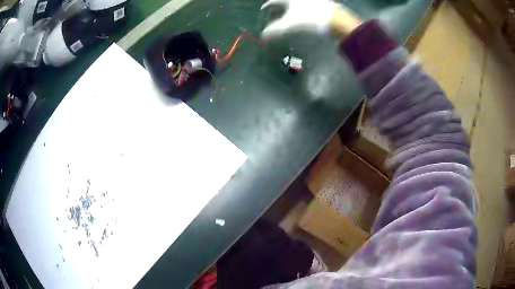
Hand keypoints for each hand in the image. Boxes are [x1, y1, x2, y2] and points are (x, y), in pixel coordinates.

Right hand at [260, 0, 361, 39]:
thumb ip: (272, 32)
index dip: (267, 6)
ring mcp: (314, 0)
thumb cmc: (309, 21)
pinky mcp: (324, 4)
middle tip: (277, 14)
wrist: (337, 20)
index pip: (273, 1)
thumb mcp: (287, 27)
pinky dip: (304, 10)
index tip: (263, 10)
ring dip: (293, 8)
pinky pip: (310, 5)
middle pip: (286, 1)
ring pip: (299, 3)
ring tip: (291, 16)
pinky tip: (307, 16)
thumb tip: (263, 37)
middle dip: (280, 7)